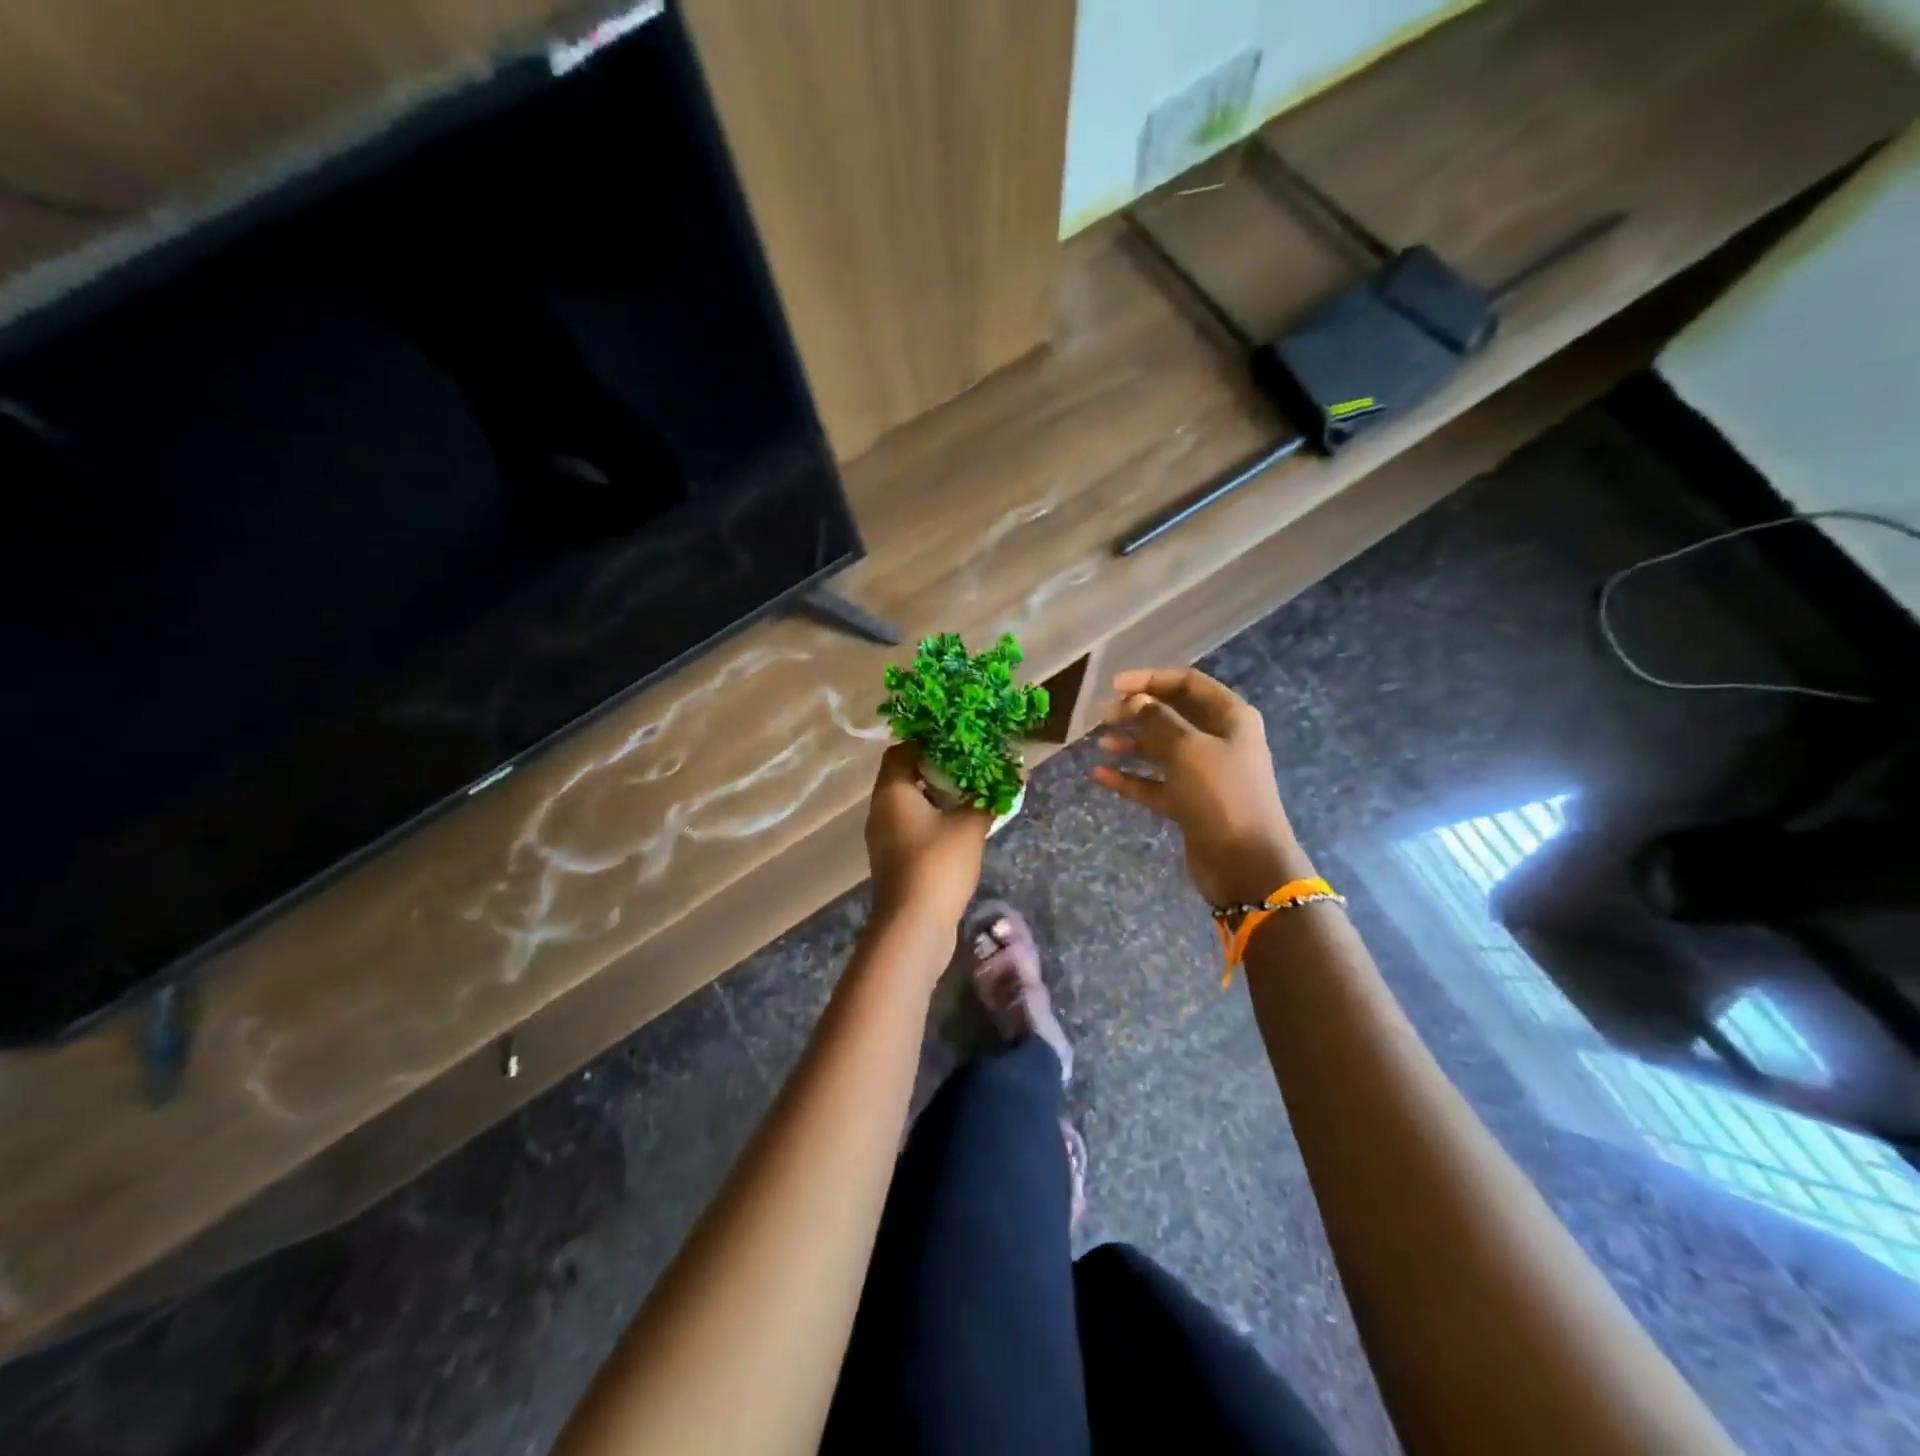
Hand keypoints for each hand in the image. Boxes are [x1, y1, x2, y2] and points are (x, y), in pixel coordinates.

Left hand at [865, 743, 991, 930]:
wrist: (913, 924)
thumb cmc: (937, 863)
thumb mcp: (970, 825)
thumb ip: (989, 797)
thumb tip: (1010, 774)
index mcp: (892, 791)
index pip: (901, 751)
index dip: (927, 742)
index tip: (958, 743)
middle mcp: (880, 809)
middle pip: (904, 777)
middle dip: (936, 770)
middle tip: (970, 767)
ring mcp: (884, 837)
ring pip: (908, 804)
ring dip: (935, 797)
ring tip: (970, 794)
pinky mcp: (893, 860)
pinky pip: (911, 827)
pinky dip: (931, 821)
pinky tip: (959, 826)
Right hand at [1092, 667, 1312, 905]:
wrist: (1246, 864)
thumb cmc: (1221, 795)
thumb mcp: (1188, 749)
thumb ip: (1158, 720)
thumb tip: (1136, 701)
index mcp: (1230, 718)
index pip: (1188, 683)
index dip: (1151, 680)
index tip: (1115, 687)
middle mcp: (1219, 740)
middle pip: (1173, 715)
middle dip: (1137, 712)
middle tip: (1102, 715)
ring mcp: (1204, 774)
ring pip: (1162, 749)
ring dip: (1132, 743)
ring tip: (1100, 744)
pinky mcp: (1189, 803)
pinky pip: (1155, 783)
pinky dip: (1131, 778)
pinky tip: (1101, 775)